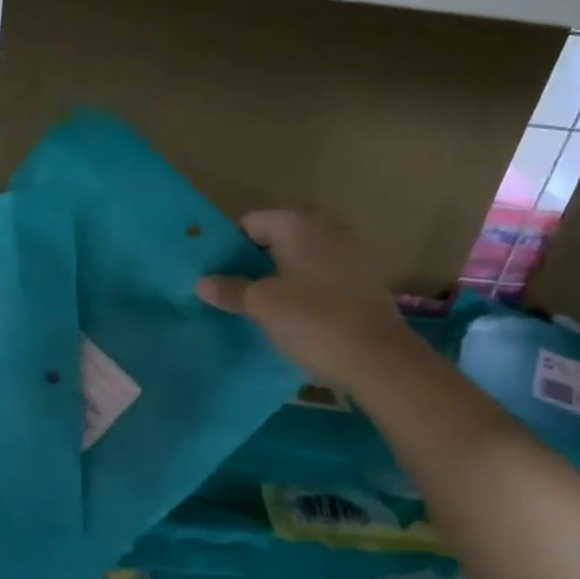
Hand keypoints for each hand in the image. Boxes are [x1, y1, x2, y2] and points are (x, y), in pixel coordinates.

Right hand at [197, 208, 408, 385]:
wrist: (377, 356)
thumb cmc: (312, 321)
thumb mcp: (262, 306)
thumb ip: (230, 290)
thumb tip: (202, 282)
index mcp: (297, 223)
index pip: (250, 222)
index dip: (230, 246)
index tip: (217, 273)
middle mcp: (326, 226)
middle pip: (278, 234)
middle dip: (256, 258)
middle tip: (236, 287)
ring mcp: (350, 248)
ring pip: (301, 252)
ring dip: (281, 270)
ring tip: (262, 301)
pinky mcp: (364, 274)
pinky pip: (322, 268)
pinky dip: (305, 281)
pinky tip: (296, 308)